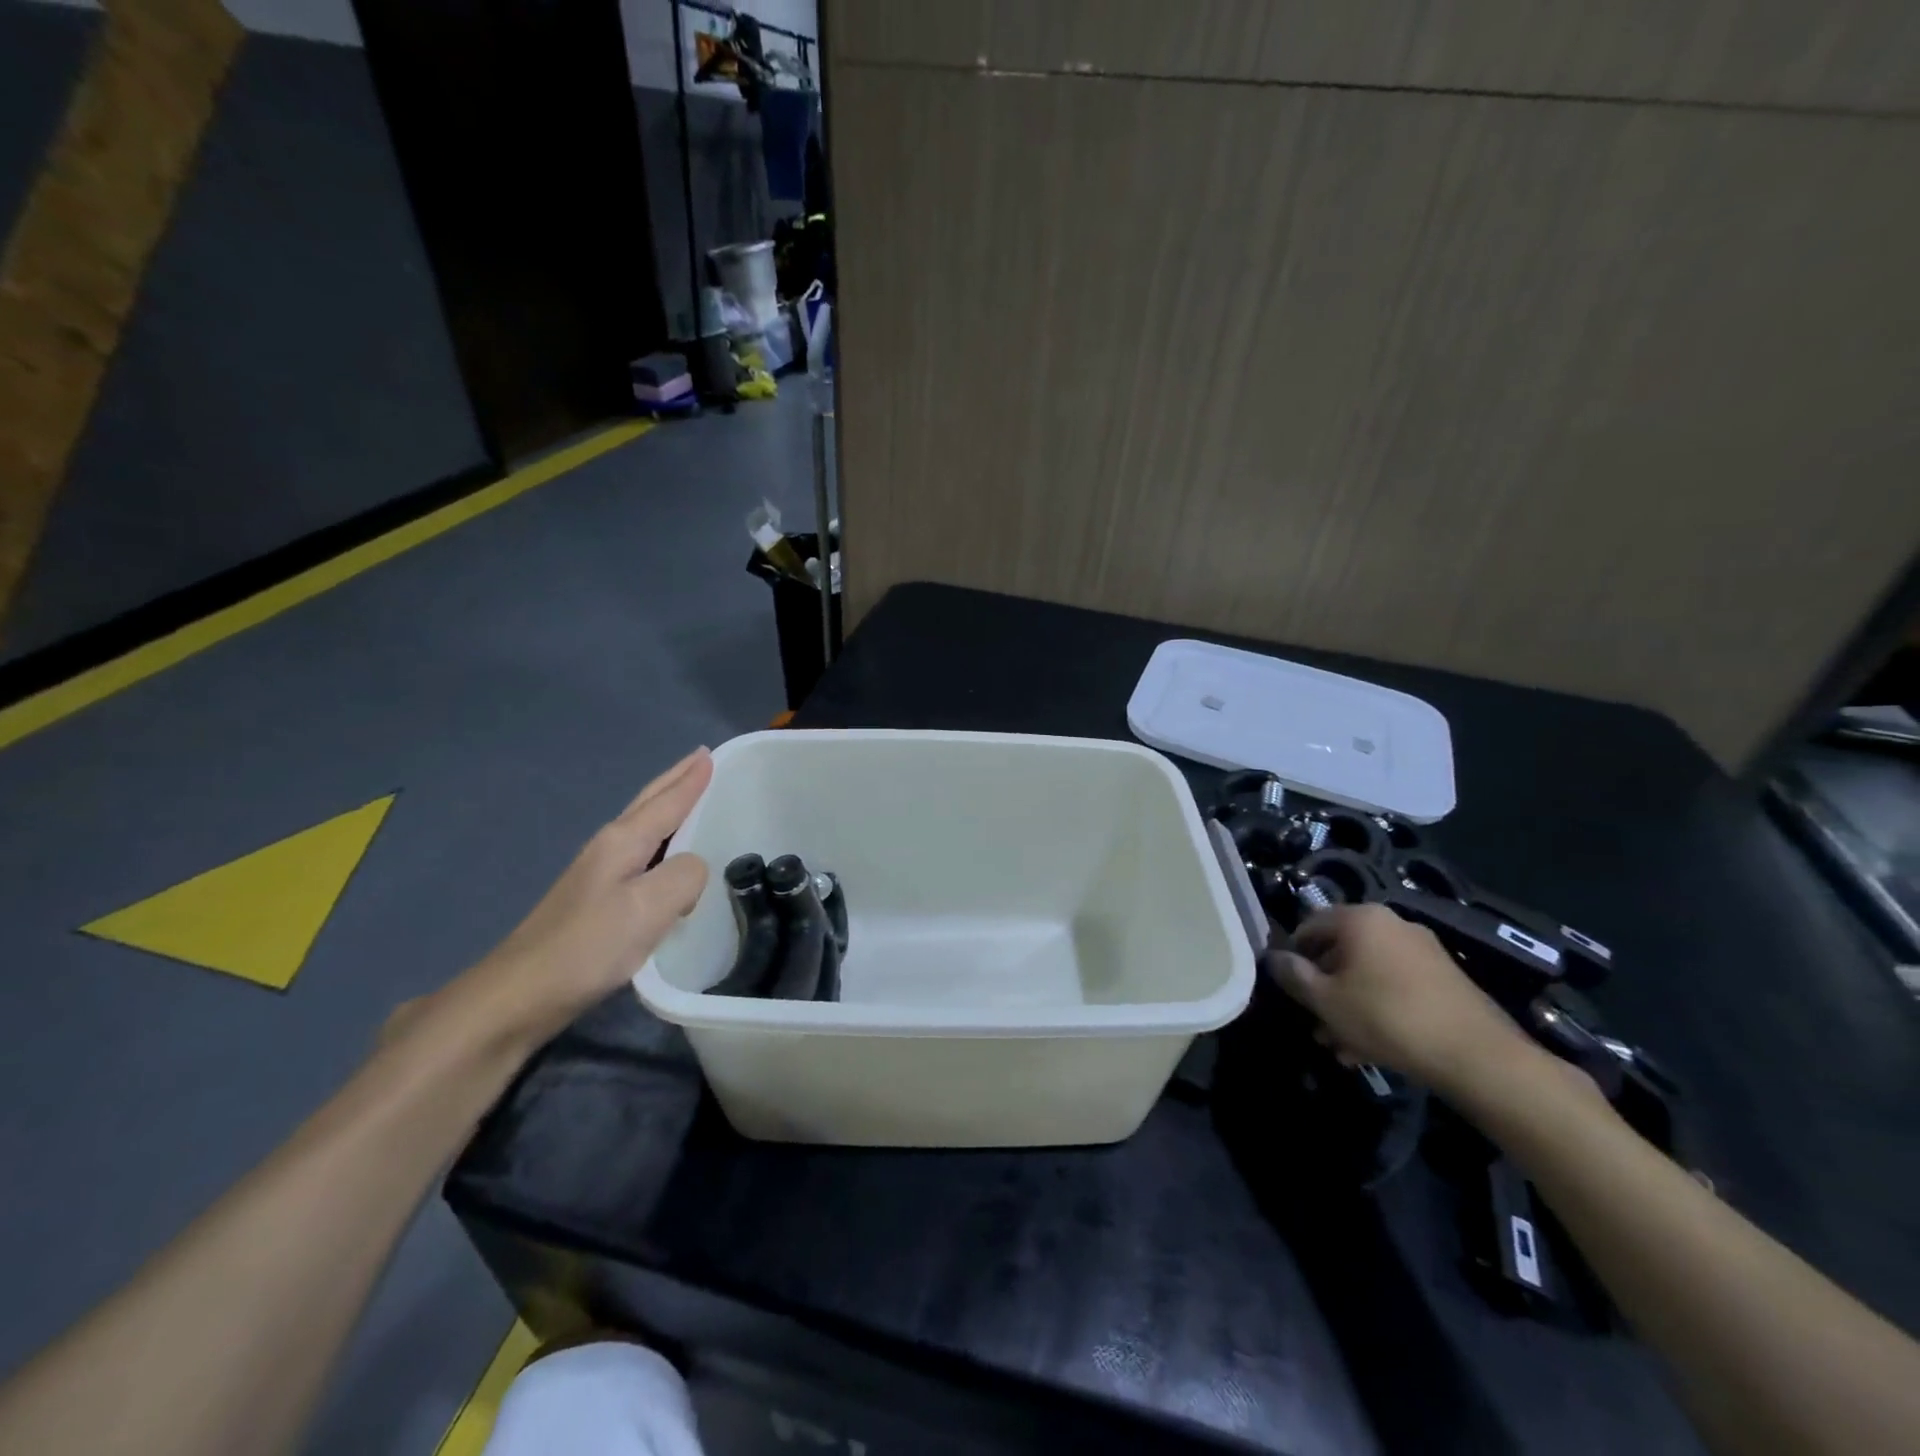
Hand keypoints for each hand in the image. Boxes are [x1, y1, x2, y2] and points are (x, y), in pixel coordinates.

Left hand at [440, 747, 713, 1051]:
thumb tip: (693, 869)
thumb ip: (685, 876)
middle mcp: (608, 848)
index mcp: (623, 841)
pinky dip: (661, 842)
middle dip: (676, 781)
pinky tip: (665, 857)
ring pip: (643, 828)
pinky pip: (640, 855)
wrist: (519, 994)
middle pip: (648, 804)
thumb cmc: (589, 946)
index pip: (667, 801)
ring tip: (690, 798)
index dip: (691, 779)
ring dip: (668, 808)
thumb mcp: (649, 907)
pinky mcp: (594, 901)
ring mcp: (597, 874)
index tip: (710, 754)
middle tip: (700, 760)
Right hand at [1268, 903, 1528, 1091]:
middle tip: (1315, 1023)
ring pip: (1369, 973)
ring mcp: (1423, 950)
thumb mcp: (1325, 1000)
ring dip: (1349, 1003)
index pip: (1309, 925)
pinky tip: (1373, 1046)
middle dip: (1324, 987)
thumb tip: (1273, 957)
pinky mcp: (1445, 978)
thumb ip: (1293, 975)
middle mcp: (1392, 924)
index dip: (1292, 956)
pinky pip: (1396, 986)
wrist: (1476, 1056)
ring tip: (1341, 1043)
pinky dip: (1378, 1007)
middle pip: (1341, 951)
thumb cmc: (1386, 1017)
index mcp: (1360, 918)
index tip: (1290, 989)